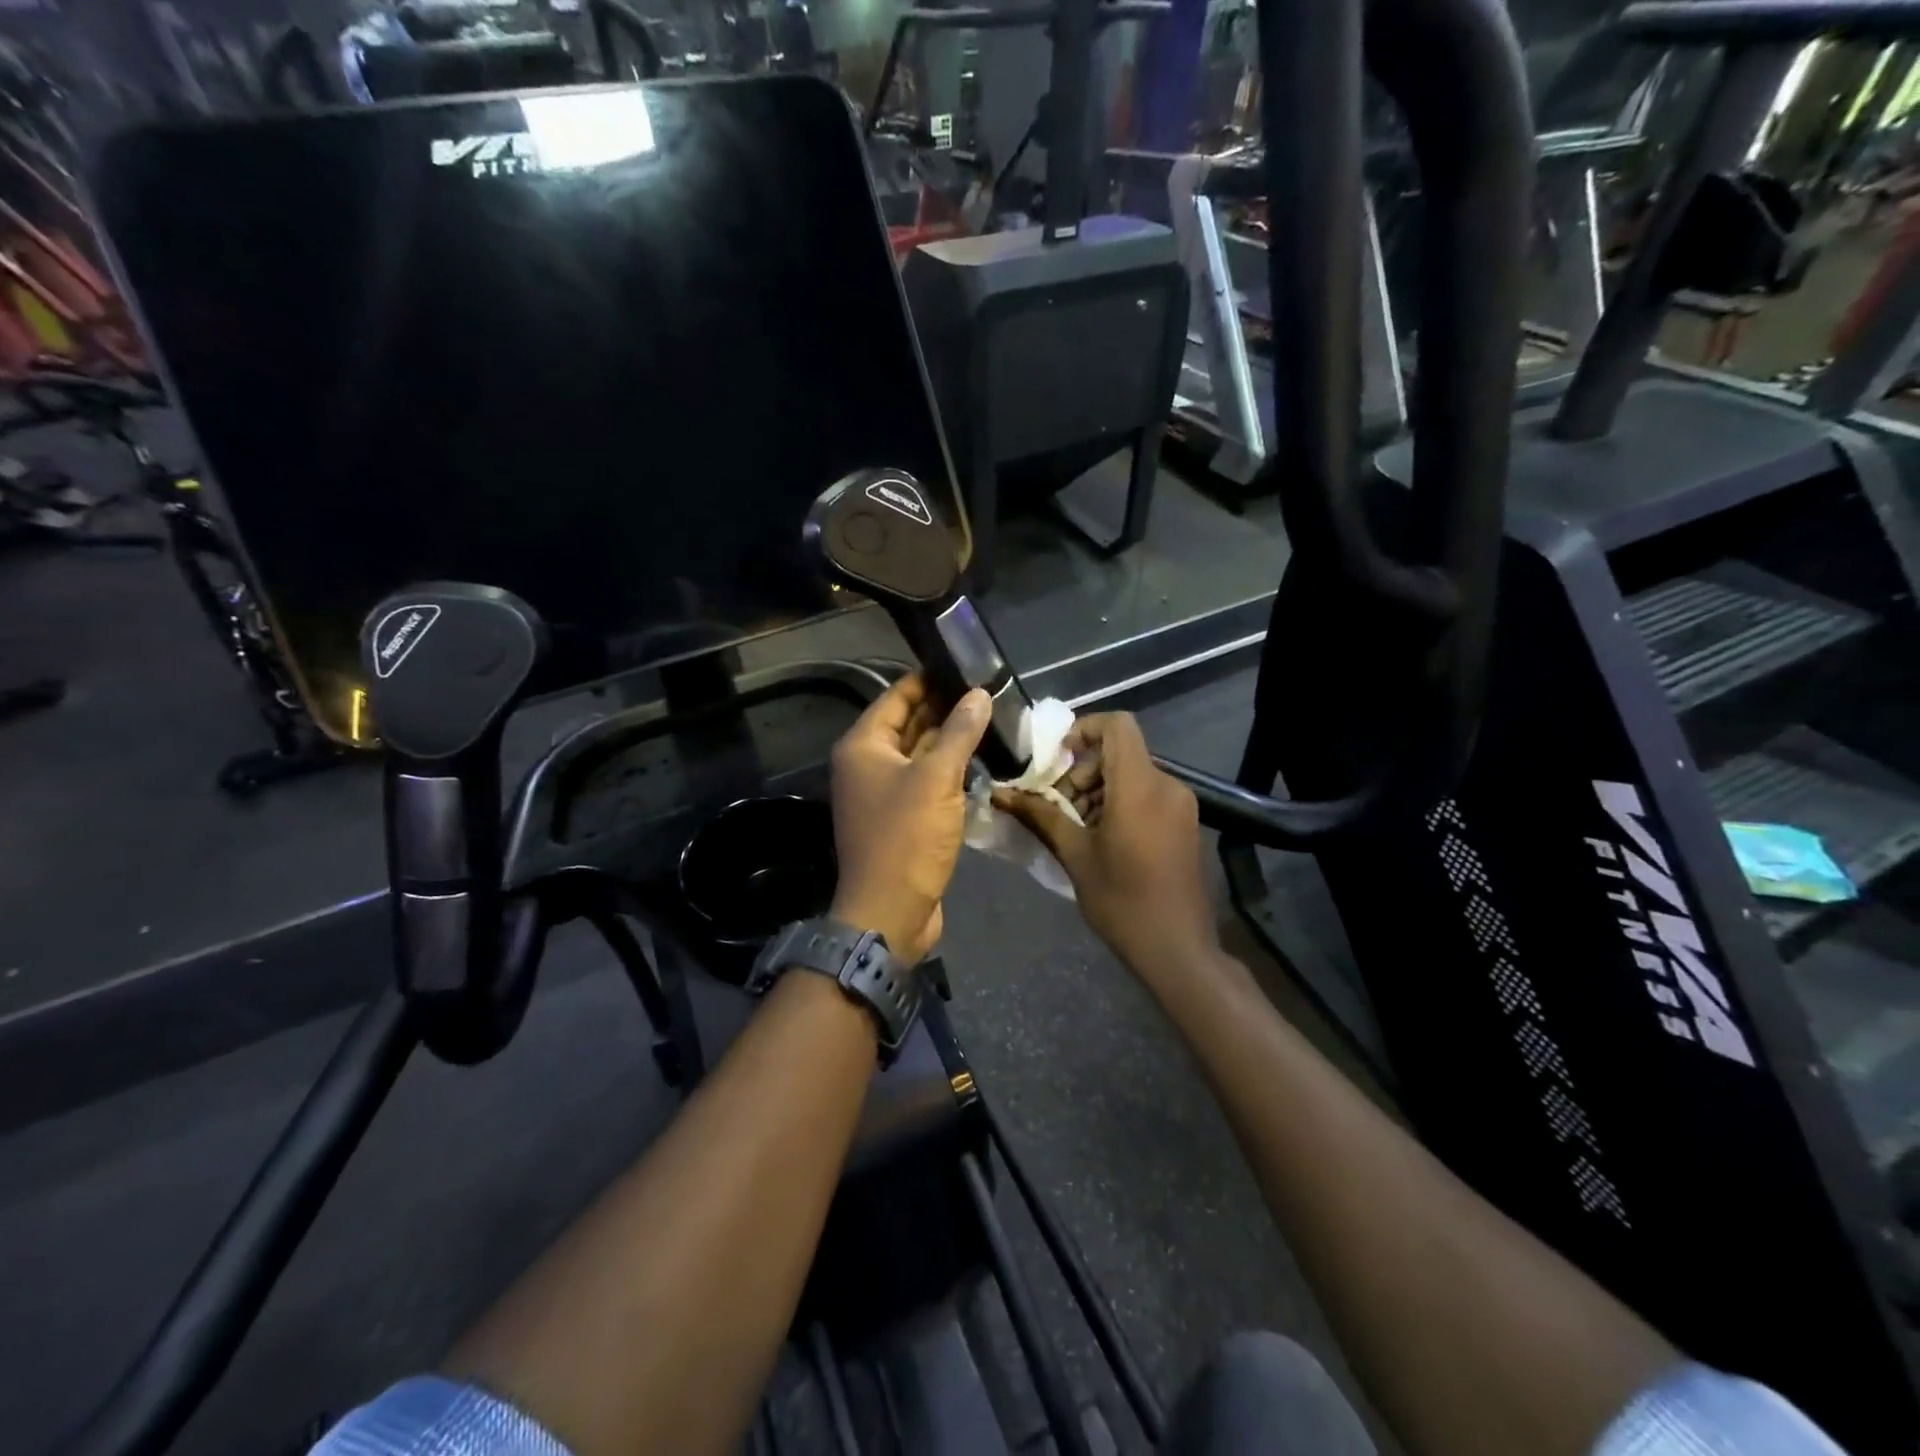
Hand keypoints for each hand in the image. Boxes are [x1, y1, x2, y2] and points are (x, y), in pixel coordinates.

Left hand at [829, 673, 990, 964]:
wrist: (890, 912)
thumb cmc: (906, 839)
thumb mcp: (937, 779)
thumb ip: (959, 733)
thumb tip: (979, 694)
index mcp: (864, 746)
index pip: (896, 697)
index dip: (929, 680)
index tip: (966, 666)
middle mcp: (868, 764)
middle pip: (909, 724)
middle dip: (945, 708)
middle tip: (988, 692)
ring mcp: (884, 793)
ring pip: (920, 754)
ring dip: (950, 740)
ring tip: (992, 719)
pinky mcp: (902, 818)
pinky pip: (926, 782)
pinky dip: (949, 770)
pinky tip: (981, 760)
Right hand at [994, 712, 1215, 972]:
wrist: (1177, 948)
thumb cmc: (1122, 900)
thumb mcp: (1074, 855)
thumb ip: (1040, 816)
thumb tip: (1000, 794)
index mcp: (1140, 786)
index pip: (1117, 725)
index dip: (1084, 729)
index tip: (1057, 760)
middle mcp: (1167, 785)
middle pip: (1120, 752)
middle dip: (1083, 771)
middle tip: (1058, 807)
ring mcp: (1181, 805)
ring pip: (1132, 775)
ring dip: (1099, 790)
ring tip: (1076, 827)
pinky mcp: (1185, 823)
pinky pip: (1147, 794)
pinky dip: (1120, 803)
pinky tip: (1102, 838)